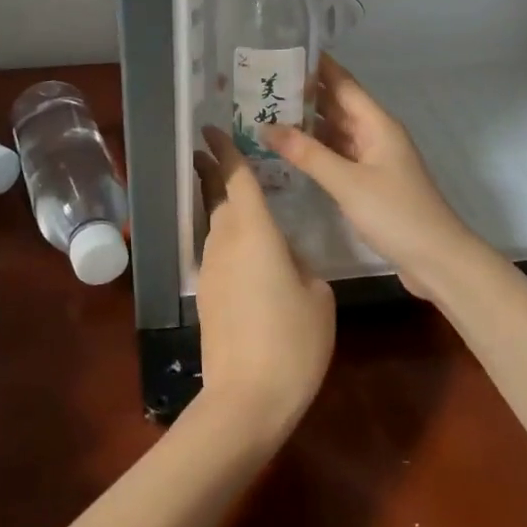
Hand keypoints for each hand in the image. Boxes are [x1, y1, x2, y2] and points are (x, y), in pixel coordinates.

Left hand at [191, 128, 334, 438]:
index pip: (236, 178)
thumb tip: (284, 255)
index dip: (226, 150)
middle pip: (217, 196)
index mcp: (254, 231)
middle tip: (210, 150)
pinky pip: (218, 252)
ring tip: (231, 192)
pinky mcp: (209, 295)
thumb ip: (301, 262)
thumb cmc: (292, 339)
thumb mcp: (317, 294)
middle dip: (212, 171)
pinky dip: (227, 236)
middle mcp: (225, 241)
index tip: (211, 128)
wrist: (246, 398)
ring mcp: (212, 269)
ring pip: (215, 224)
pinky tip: (245, 247)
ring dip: (218, 203)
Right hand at [263, 56, 477, 301]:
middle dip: (303, 95)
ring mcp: (373, 159)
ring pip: (335, 132)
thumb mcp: (347, 182)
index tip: (281, 50)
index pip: (342, 83)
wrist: (437, 259)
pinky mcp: (369, 182)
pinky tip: (288, 151)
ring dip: (306, 124)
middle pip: (336, 105)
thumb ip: (307, 154)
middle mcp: (375, 134)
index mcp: (377, 123)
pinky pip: (337, 156)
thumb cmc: (396, 213)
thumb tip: (266, 126)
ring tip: (265, 114)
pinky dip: (315, 151)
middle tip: (261, 85)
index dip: (315, 65)